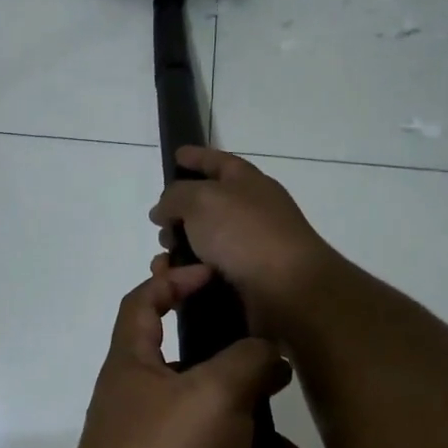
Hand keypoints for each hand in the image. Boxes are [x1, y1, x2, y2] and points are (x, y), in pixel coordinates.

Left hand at [53, 262, 292, 447]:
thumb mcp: (213, 393)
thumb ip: (247, 360)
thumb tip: (267, 349)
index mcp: (133, 365)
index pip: (143, 302)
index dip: (173, 279)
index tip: (213, 273)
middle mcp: (139, 402)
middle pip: (188, 365)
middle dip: (235, 366)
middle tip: (278, 368)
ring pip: (213, 424)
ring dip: (255, 432)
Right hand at [149, 147, 339, 340]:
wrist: (287, 292)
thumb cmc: (245, 234)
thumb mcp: (201, 200)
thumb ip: (175, 196)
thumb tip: (164, 210)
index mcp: (248, 183)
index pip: (218, 161)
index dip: (196, 156)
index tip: (175, 155)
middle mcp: (250, 213)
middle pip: (206, 205)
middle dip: (178, 214)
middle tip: (160, 225)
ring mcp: (248, 249)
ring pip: (200, 244)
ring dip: (177, 250)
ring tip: (164, 262)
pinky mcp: (242, 283)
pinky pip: (203, 275)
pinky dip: (185, 277)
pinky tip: (172, 283)